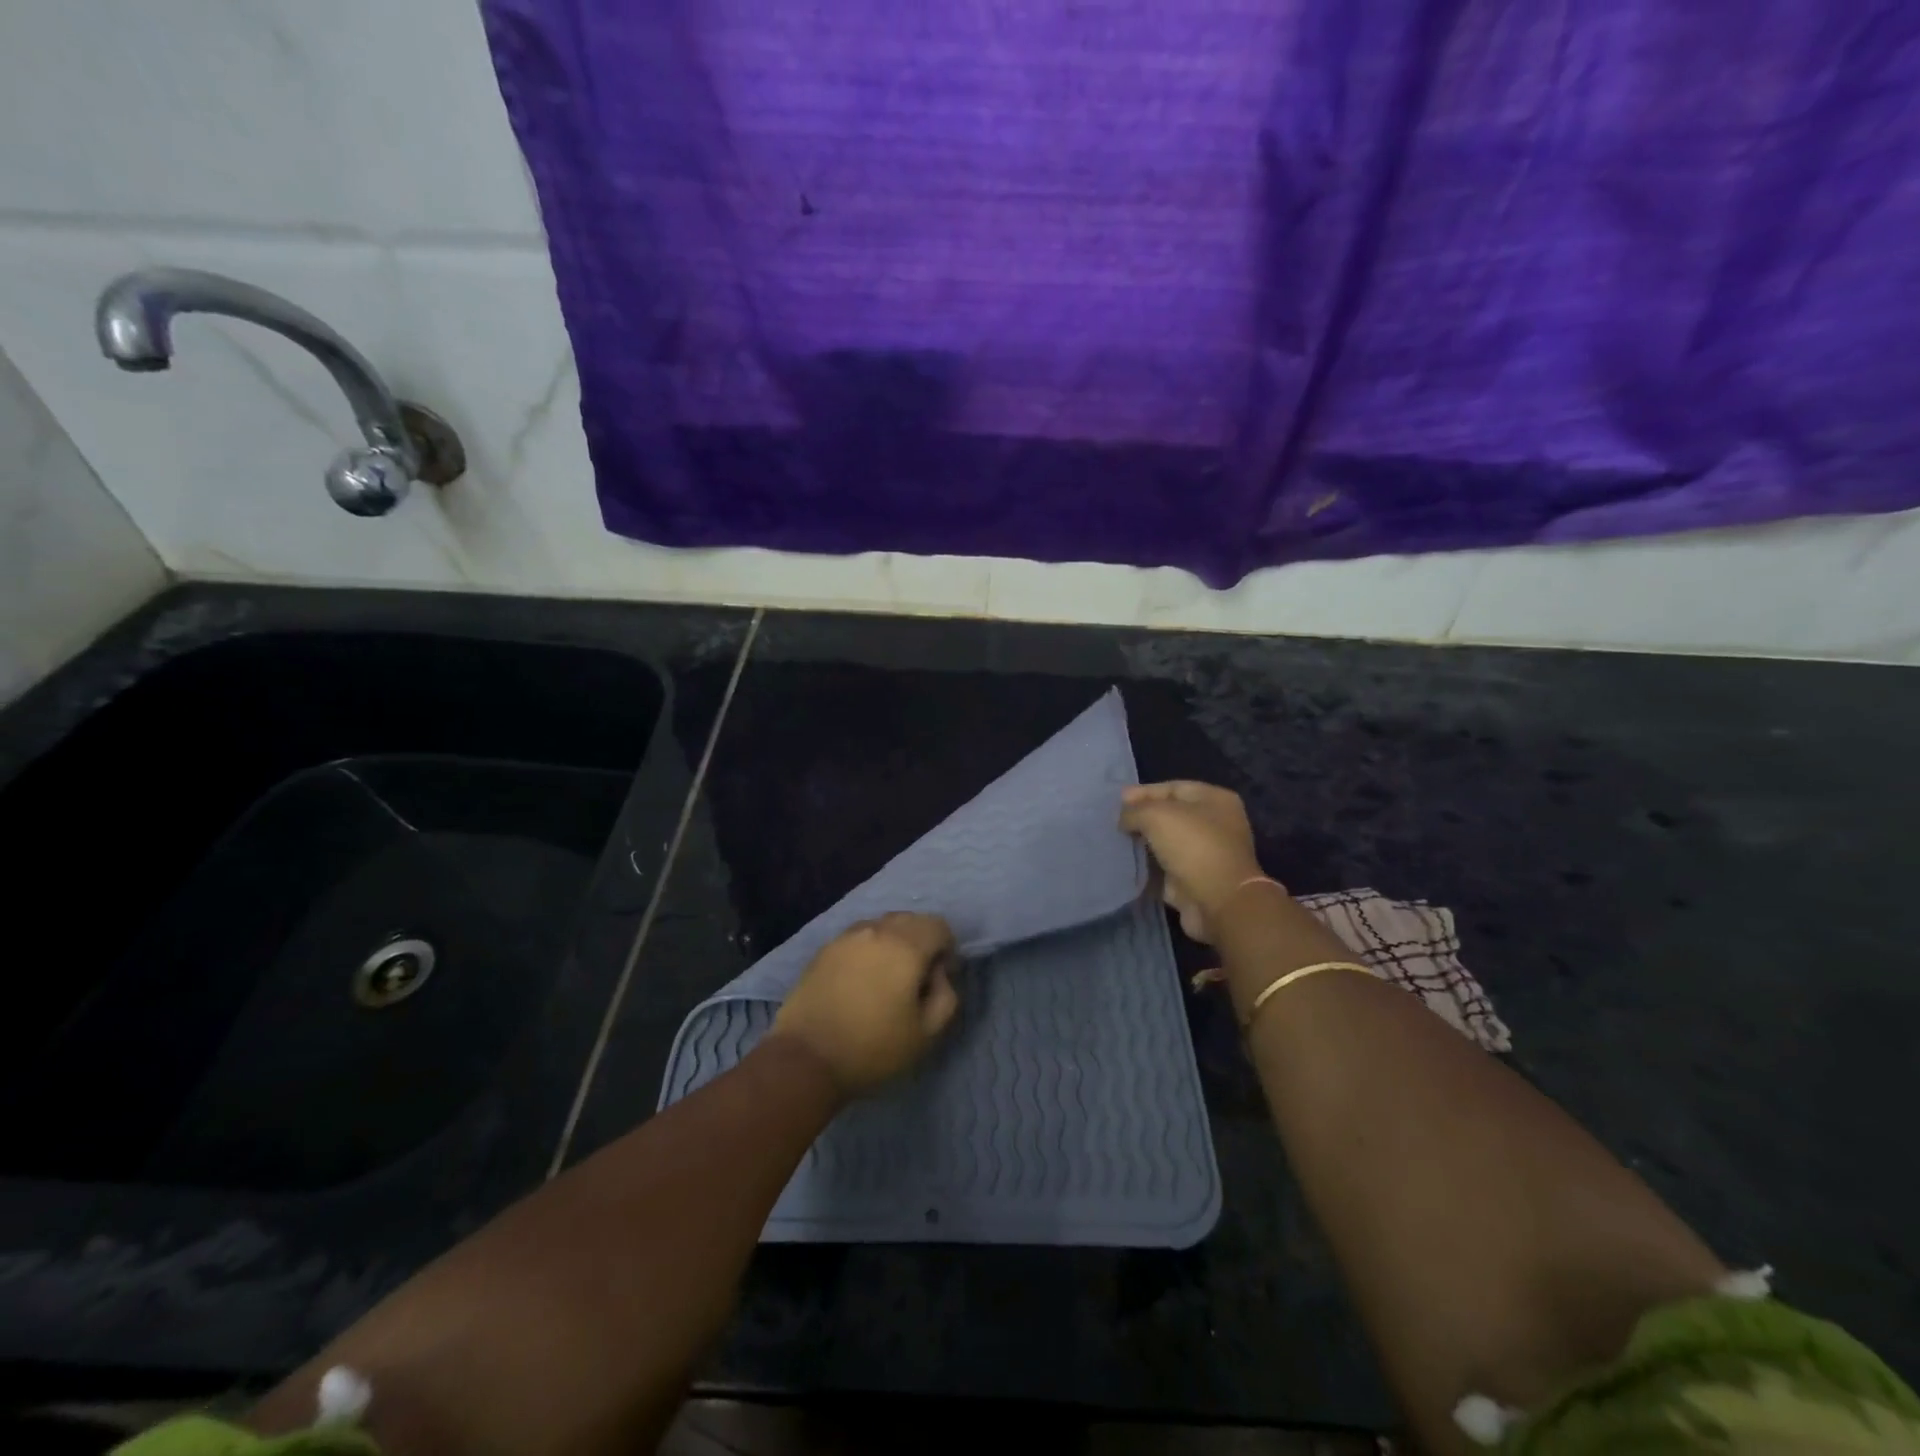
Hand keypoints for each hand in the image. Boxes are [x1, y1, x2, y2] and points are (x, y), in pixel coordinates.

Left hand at [770, 913, 961, 1096]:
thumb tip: (937, 974)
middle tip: (915, 979)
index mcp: (906, 946)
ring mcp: (846, 937)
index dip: (947, 949)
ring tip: (886, 979)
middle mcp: (876, 930)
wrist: (806, 1058)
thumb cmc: (873, 1048)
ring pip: (882, 925)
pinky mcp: (824, 949)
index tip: (938, 979)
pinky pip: (857, 937)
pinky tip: (860, 981)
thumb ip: (946, 995)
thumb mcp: (927, 1033)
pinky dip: (868, 950)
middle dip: (921, 941)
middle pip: (910, 919)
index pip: (938, 925)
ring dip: (893, 943)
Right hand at [1119, 781, 1268, 944]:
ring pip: (1166, 844)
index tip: (1116, 802)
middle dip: (1142, 819)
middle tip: (1114, 824)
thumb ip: (1134, 810)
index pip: (1172, 788)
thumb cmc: (1192, 846)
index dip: (1143, 793)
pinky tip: (1125, 865)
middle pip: (1170, 816)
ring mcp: (1206, 855)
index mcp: (1215, 800)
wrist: (1218, 902)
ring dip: (1142, 845)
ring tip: (1115, 844)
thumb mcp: (1156, 815)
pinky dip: (1147, 869)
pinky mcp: (1195, 882)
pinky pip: (1165, 869)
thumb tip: (1125, 818)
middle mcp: (1215, 825)